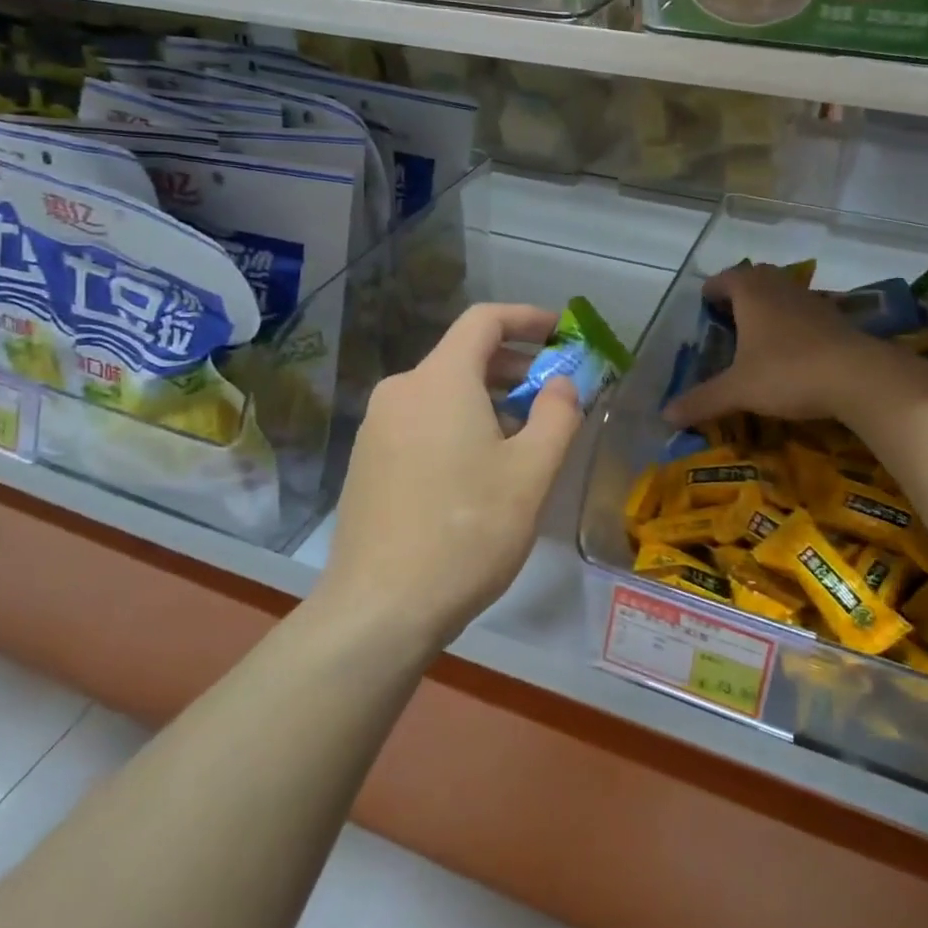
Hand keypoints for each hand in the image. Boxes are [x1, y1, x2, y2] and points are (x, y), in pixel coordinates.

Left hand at [320, 303, 582, 652]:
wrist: (379, 609)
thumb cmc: (467, 532)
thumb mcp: (531, 473)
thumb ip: (557, 415)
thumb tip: (560, 383)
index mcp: (440, 380)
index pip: (484, 321)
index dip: (526, 318)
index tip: (560, 332)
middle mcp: (401, 390)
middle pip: (462, 355)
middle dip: (512, 365)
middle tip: (551, 392)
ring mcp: (376, 426)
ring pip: (442, 390)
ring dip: (486, 398)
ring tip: (521, 436)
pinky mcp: (366, 460)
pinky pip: (421, 419)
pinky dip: (457, 422)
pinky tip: (477, 467)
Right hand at [662, 264, 927, 429]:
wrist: (858, 377)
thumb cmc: (787, 372)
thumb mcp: (739, 390)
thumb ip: (702, 400)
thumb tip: (665, 415)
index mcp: (752, 294)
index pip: (726, 278)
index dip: (713, 289)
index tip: (704, 303)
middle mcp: (780, 288)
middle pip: (756, 277)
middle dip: (740, 291)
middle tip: (728, 315)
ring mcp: (812, 301)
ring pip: (783, 292)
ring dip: (769, 304)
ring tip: (757, 332)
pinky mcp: (836, 319)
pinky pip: (805, 311)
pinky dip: (793, 321)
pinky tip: (792, 348)